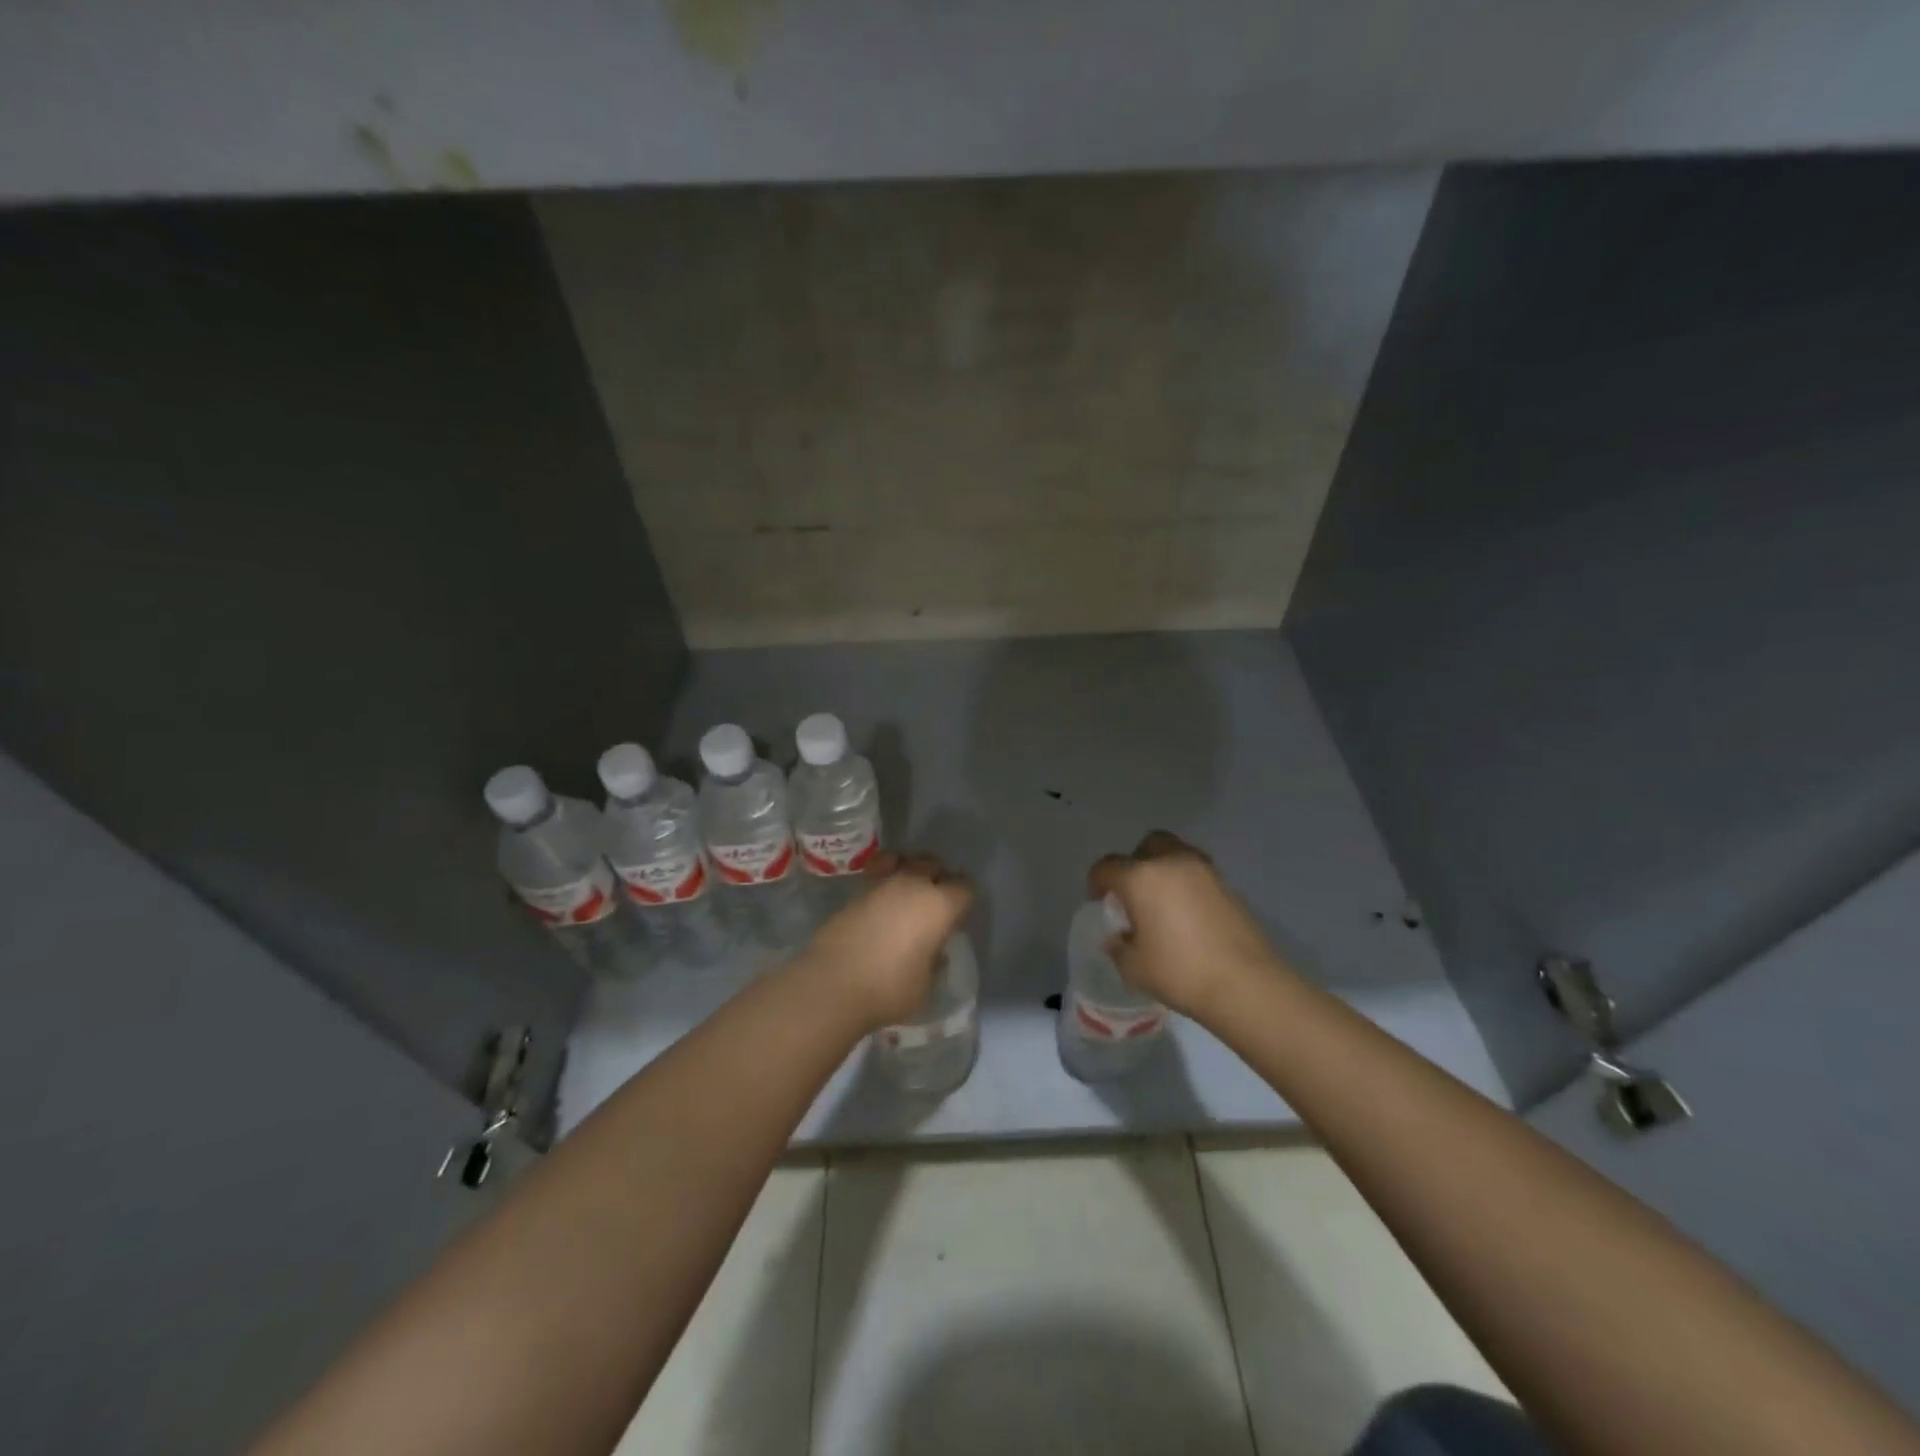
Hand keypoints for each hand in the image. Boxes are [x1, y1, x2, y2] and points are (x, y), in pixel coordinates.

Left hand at [798, 853, 973, 1030]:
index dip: (964, 900)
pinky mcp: (856, 890)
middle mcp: (914, 884)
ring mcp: (882, 883)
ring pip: (905, 860)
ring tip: (907, 893)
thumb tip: (933, 951)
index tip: (958, 917)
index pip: (965, 888)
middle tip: (934, 904)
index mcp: (940, 905)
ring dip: (910, 871)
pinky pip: (878, 870)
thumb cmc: (888, 989)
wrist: (832, 984)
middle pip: (934, 864)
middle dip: (938, 878)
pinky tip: (882, 896)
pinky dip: (884, 875)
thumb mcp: (926, 985)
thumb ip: (934, 962)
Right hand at [1088, 831, 1286, 1021]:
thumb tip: (1118, 937)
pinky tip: (1187, 915)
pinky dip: (1187, 885)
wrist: (1246, 984)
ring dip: (1163, 870)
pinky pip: (1197, 874)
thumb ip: (1118, 946)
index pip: (1107, 866)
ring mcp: (1205, 871)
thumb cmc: (1180, 972)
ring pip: (1176, 854)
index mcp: (1141, 877)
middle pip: (1147, 845)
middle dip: (1134, 863)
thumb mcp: (1133, 967)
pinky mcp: (1228, 886)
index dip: (1096, 882)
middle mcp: (1172, 863)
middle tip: (1133, 894)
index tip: (1099, 902)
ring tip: (1162, 903)